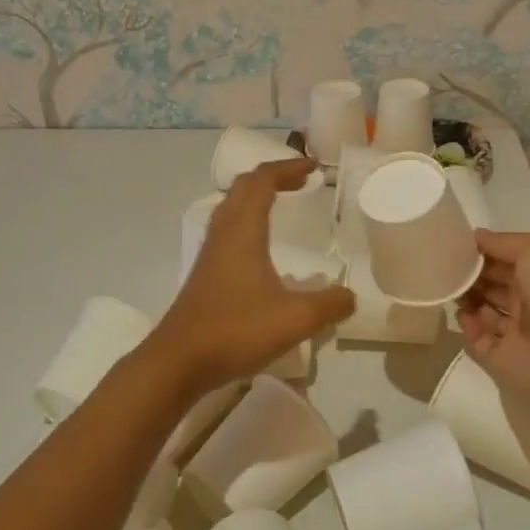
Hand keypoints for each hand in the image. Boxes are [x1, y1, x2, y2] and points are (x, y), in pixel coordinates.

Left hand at [147, 158, 354, 393]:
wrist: (179, 361)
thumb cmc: (236, 330)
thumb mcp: (295, 318)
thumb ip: (329, 304)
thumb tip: (350, 296)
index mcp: (243, 230)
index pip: (262, 180)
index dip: (287, 168)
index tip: (313, 168)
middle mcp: (223, 233)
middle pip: (243, 188)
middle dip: (272, 177)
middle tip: (300, 181)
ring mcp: (210, 254)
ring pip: (231, 208)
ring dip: (256, 198)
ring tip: (280, 204)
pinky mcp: (205, 274)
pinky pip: (227, 231)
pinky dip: (247, 222)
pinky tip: (261, 249)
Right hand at [457, 230, 529, 407]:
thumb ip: (502, 242)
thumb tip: (474, 236)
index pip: (505, 260)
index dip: (482, 253)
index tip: (455, 246)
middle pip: (492, 285)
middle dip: (470, 275)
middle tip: (446, 267)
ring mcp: (517, 332)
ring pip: (484, 313)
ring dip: (467, 299)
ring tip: (449, 288)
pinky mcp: (504, 359)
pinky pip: (479, 342)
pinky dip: (468, 328)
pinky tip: (463, 314)